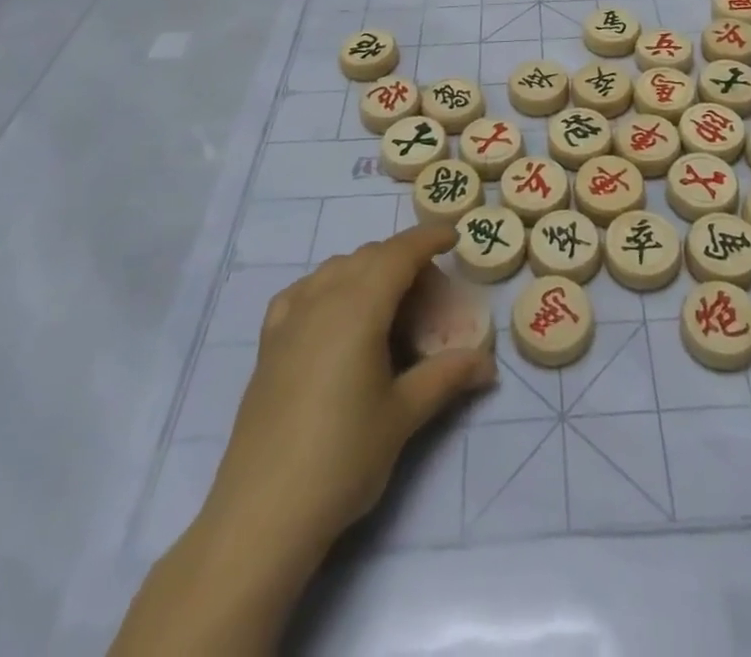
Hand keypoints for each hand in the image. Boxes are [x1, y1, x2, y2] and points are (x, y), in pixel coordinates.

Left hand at [111, 225, 492, 656]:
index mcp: (358, 306)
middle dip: (402, 258)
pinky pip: (303, 292)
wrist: (262, 515)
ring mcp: (289, 319)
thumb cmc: (343, 458)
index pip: (399, 253)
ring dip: (366, 270)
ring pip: (334, 269)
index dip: (427, 238)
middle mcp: (321, 299)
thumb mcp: (404, 415)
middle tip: (431, 290)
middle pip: (368, 256)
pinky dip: (327, 287)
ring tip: (389, 301)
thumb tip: (488, 363)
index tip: (452, 236)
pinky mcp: (268, 344)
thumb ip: (447, 377)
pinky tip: (334, 312)